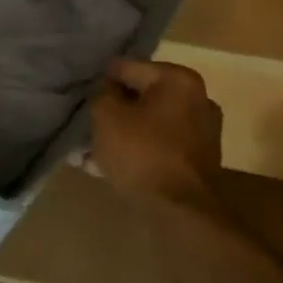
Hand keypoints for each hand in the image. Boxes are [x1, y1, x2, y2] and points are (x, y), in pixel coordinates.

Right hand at [89, 58, 225, 208]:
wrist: (181, 214)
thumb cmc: (142, 153)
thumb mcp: (106, 115)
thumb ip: (102, 93)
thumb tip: (107, 90)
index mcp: (178, 80)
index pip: (127, 68)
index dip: (100, 81)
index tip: (81, 97)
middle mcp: (197, 100)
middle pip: (139, 98)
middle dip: (111, 112)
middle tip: (85, 125)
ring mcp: (200, 133)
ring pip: (146, 126)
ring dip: (119, 136)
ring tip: (87, 153)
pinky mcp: (197, 163)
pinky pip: (156, 148)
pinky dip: (134, 154)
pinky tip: (104, 168)